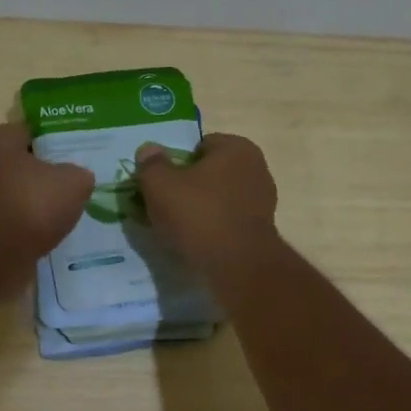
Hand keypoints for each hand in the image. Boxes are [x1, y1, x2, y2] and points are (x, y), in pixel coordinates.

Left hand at [0, 122, 93, 267]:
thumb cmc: (29, 207)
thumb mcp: (72, 183)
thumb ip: (79, 174)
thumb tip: (76, 178)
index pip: (29, 132)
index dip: (54, 143)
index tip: (75, 158)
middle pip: (18, 164)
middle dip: (42, 175)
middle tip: (70, 187)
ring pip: (11, 193)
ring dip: (31, 203)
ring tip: (59, 215)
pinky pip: (4, 218)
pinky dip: (20, 225)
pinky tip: (40, 235)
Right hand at [134, 132, 278, 271]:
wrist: (236, 265)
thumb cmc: (198, 214)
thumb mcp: (160, 185)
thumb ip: (152, 164)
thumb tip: (148, 150)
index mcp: (237, 147)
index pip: (200, 146)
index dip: (177, 163)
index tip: (162, 184)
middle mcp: (256, 168)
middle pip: (211, 172)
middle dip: (190, 186)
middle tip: (166, 206)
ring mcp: (263, 200)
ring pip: (220, 198)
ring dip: (202, 209)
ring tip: (179, 228)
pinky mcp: (261, 230)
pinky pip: (229, 221)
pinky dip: (214, 228)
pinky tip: (198, 242)